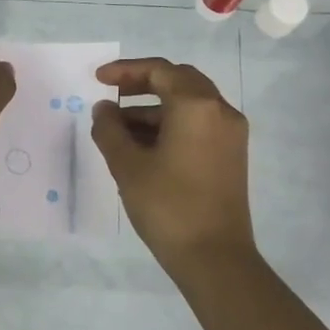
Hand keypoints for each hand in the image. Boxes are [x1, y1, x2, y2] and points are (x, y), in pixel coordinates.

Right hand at [91, 58, 257, 271]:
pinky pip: (199, 124)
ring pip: (189, 104)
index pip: (160, 71)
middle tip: (111, 95)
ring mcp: (230, 134)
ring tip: (118, 127)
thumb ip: (110, 129)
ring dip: (154, 108)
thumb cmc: (168, 206)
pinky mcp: (231, 155)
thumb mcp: (127, 166)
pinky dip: (171, 125)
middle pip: (179, 81)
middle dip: (142, 84)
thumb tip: (104, 109)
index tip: (98, 79)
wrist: (215, 258)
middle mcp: (220, 111)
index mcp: (197, 106)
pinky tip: (143, 145)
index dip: (125, 71)